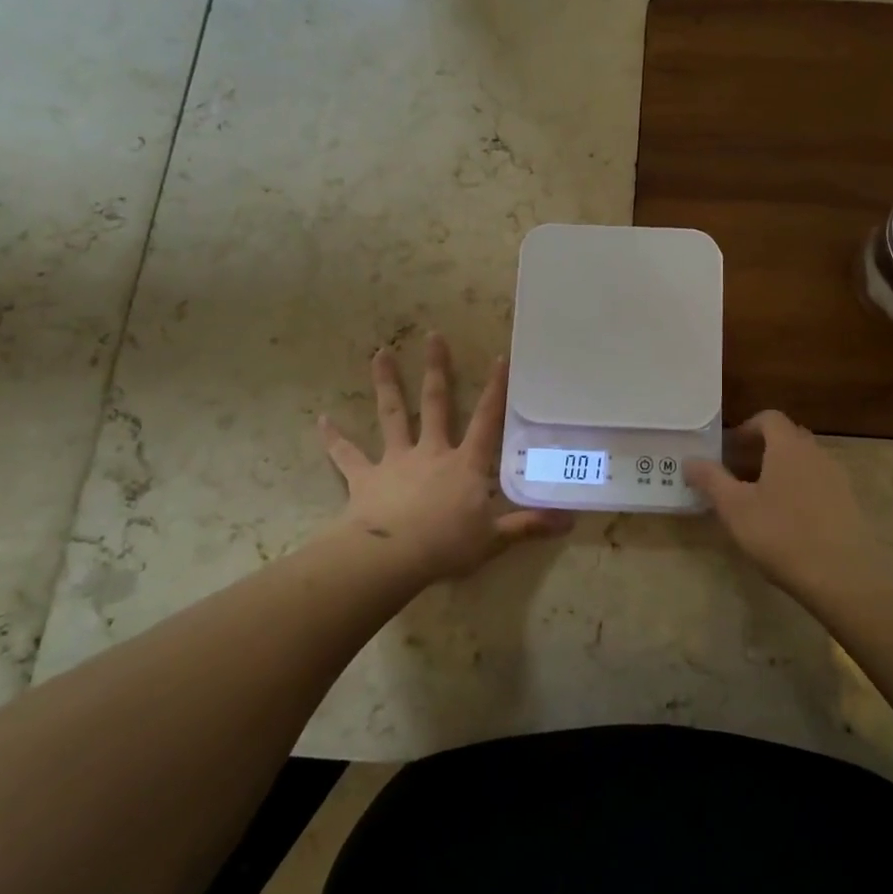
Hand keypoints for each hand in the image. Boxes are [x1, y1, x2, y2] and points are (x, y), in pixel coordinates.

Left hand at [319, 333, 571, 582]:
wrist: (392, 558)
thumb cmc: (447, 545)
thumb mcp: (495, 539)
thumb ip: (529, 525)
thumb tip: (571, 521)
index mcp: (465, 463)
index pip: (486, 420)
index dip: (495, 390)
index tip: (499, 357)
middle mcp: (431, 451)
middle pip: (435, 402)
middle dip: (437, 368)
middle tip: (432, 335)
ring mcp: (396, 461)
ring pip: (392, 414)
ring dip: (386, 383)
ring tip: (379, 353)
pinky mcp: (365, 477)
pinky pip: (347, 455)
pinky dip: (334, 438)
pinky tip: (321, 420)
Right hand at [685, 410, 873, 592]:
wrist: (843, 576)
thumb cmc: (781, 534)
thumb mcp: (735, 508)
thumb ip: (711, 480)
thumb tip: (689, 460)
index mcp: (788, 446)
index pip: (769, 418)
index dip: (746, 427)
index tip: (728, 448)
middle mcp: (816, 453)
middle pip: (787, 438)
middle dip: (761, 449)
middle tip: (738, 473)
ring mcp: (837, 478)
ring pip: (803, 462)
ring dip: (781, 470)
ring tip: (759, 499)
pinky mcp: (849, 504)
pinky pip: (818, 484)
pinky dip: (799, 490)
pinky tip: (787, 521)